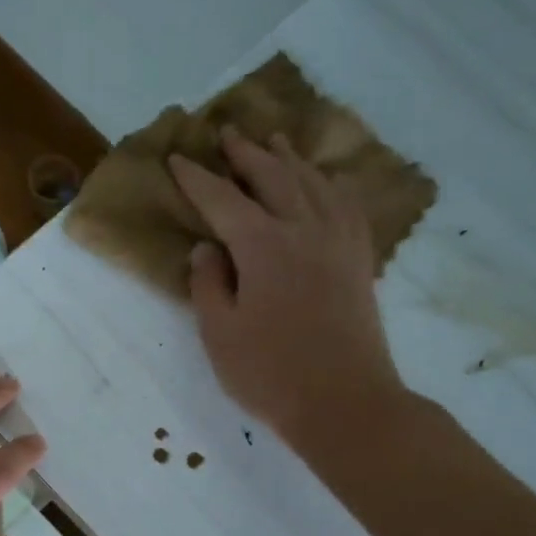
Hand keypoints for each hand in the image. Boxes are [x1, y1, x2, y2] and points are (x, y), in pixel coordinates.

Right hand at [168, 129, 410, 447]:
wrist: (344, 402)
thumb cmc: (270, 374)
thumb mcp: (219, 334)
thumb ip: (208, 285)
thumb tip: (207, 250)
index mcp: (263, 246)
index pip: (222, 200)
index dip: (196, 179)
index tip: (177, 158)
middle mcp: (304, 230)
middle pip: (273, 177)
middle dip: (246, 153)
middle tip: (228, 132)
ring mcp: (338, 243)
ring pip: (314, 184)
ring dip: (289, 160)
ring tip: (274, 142)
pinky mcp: (359, 261)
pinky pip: (348, 206)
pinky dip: (333, 186)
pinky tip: (328, 182)